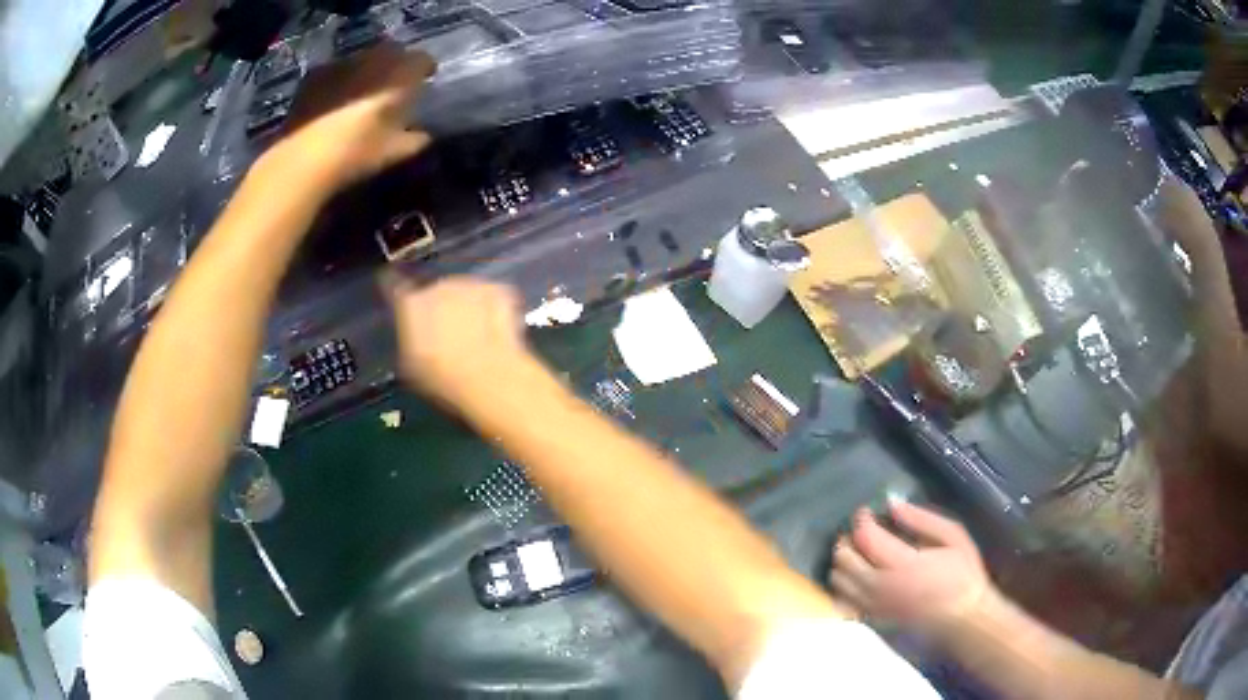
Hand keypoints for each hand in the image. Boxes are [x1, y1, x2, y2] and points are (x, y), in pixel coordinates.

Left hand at [264, 42, 434, 191]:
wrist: (303, 160)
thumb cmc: (357, 154)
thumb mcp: (396, 153)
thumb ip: (416, 139)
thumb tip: (424, 134)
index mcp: (399, 74)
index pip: (422, 60)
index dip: (425, 69)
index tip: (426, 79)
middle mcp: (373, 60)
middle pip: (392, 51)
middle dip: (396, 63)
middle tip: (394, 84)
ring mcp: (342, 64)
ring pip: (363, 58)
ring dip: (367, 70)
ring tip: (363, 91)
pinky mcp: (314, 76)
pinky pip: (336, 70)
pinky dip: (340, 79)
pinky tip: (334, 99)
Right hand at [387, 276, 533, 404]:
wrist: (487, 376)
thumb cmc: (441, 377)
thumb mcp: (410, 364)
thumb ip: (408, 338)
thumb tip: (410, 333)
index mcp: (409, 303)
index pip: (396, 288)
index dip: (401, 297)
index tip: (405, 306)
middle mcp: (436, 286)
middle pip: (434, 291)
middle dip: (439, 307)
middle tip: (447, 335)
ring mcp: (468, 284)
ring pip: (462, 292)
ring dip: (465, 307)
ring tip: (473, 335)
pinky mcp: (496, 289)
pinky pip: (489, 295)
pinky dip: (490, 307)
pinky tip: (492, 330)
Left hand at [829, 501, 992, 638]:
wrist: (963, 617)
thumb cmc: (962, 575)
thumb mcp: (953, 537)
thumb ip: (921, 519)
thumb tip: (892, 504)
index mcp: (904, 565)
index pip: (867, 539)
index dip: (861, 521)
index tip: (865, 511)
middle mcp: (882, 588)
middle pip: (845, 560)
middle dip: (847, 540)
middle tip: (859, 530)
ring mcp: (874, 607)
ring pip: (838, 582)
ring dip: (842, 563)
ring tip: (858, 552)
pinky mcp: (872, 619)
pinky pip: (843, 601)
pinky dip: (843, 585)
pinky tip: (857, 576)